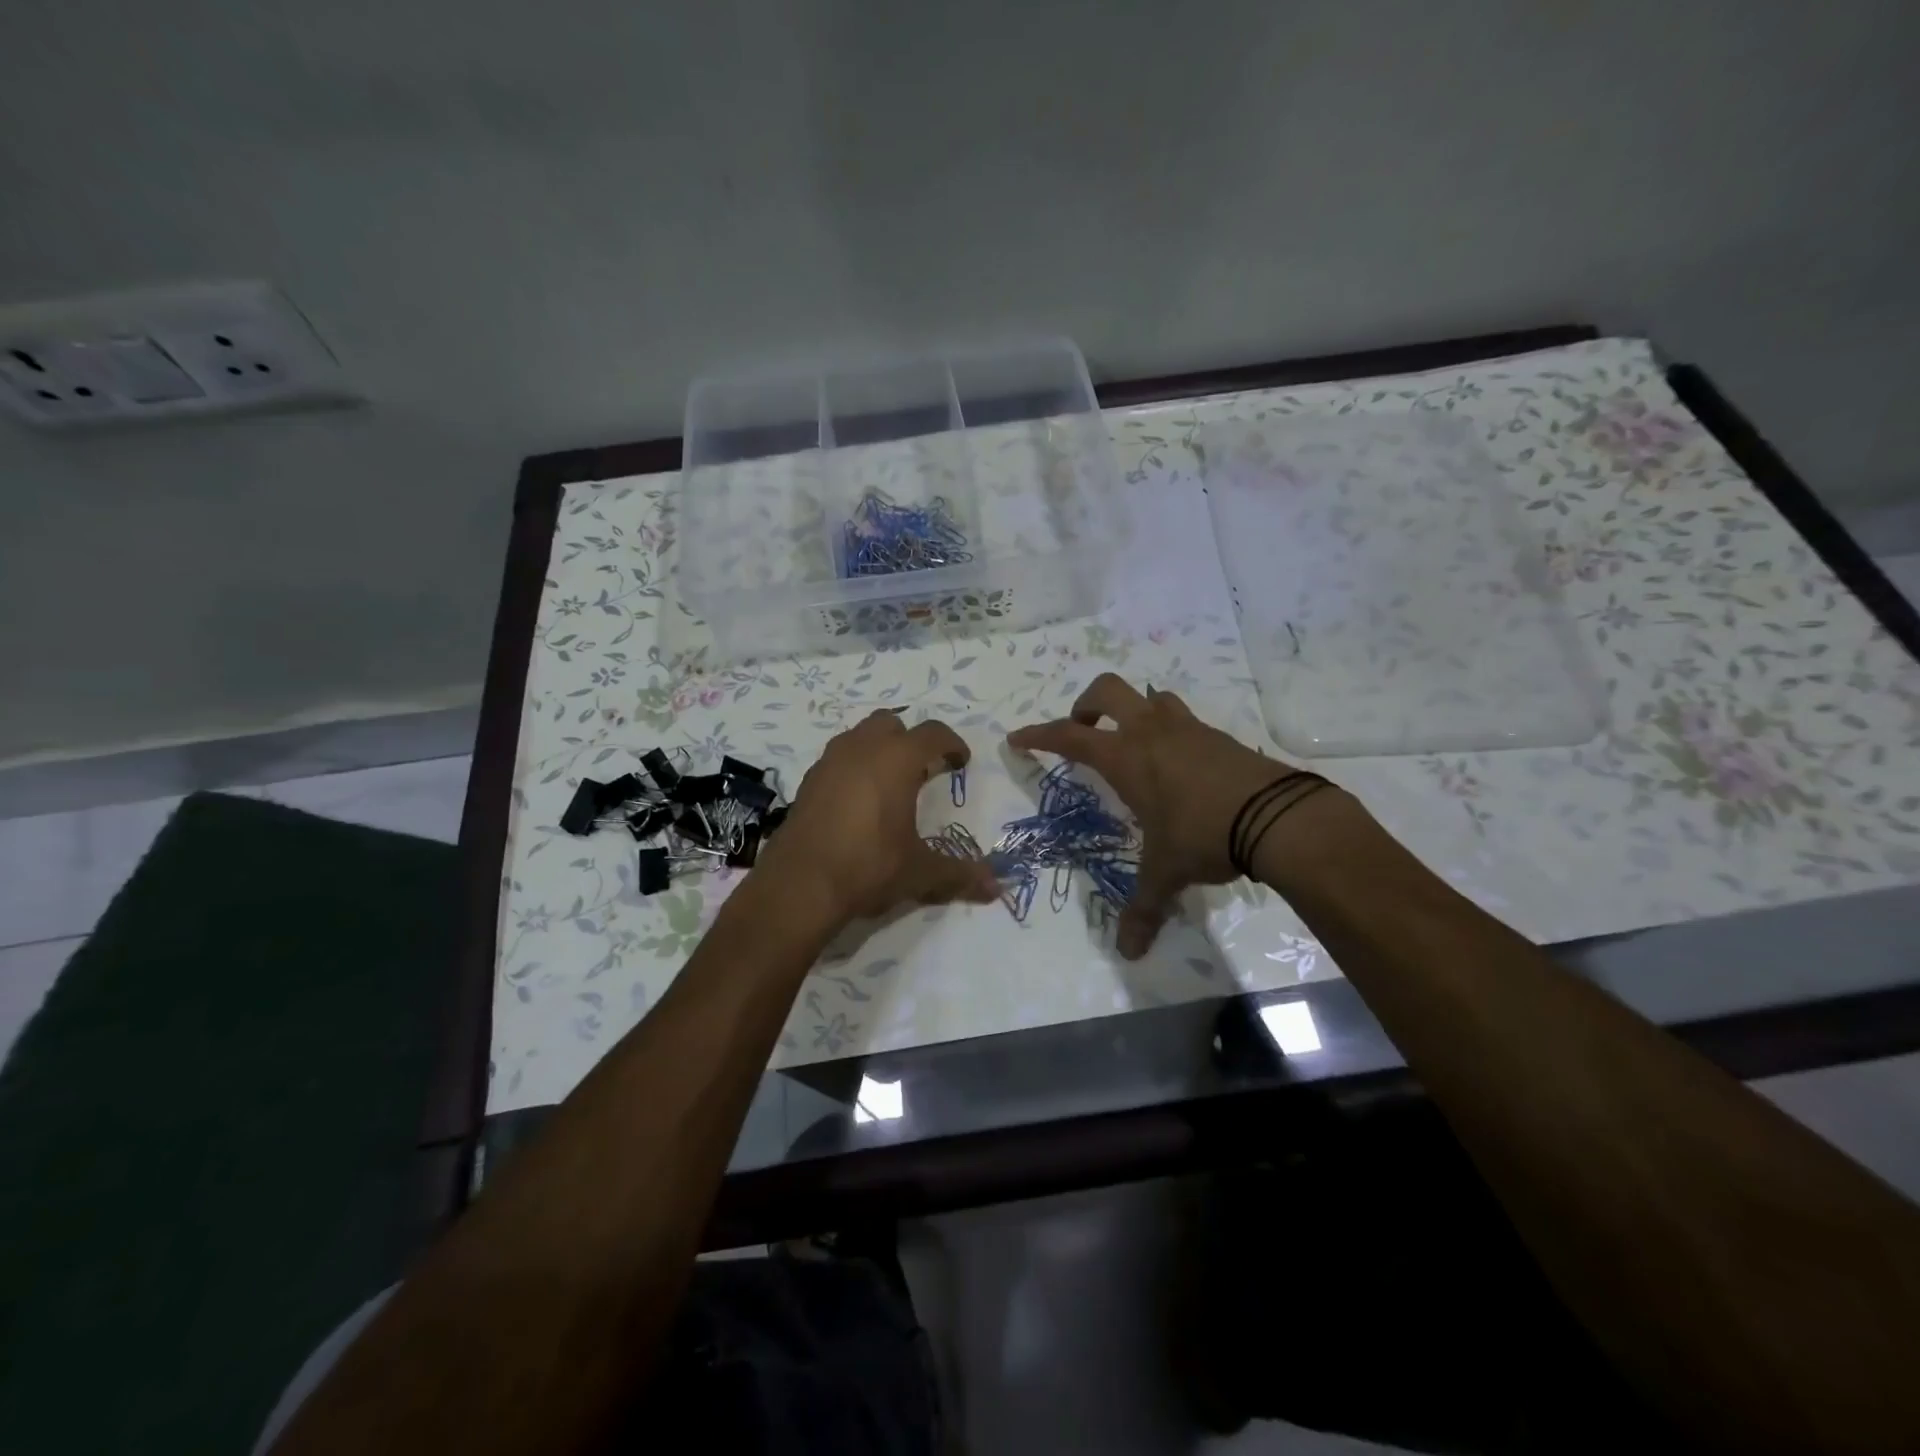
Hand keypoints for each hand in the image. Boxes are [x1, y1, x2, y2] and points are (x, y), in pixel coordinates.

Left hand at [756, 710, 999, 926]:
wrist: (800, 885)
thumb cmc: (868, 866)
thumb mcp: (919, 872)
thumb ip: (959, 874)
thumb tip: (996, 888)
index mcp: (896, 759)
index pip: (932, 734)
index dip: (951, 744)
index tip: (960, 762)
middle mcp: (861, 749)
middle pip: (891, 723)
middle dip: (910, 740)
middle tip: (922, 770)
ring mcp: (829, 762)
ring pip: (858, 736)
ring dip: (878, 750)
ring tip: (889, 784)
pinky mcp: (807, 782)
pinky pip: (836, 760)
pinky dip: (852, 769)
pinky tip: (857, 803)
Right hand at [1008, 674, 1333, 958]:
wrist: (1278, 816)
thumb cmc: (1203, 836)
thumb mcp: (1166, 873)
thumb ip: (1143, 908)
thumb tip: (1128, 952)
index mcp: (1125, 757)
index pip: (1068, 737)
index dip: (1038, 736)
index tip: (1018, 738)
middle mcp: (1151, 732)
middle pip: (1107, 690)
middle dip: (1085, 705)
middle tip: (1083, 732)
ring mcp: (1188, 728)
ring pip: (1151, 697)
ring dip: (1134, 711)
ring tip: (1133, 744)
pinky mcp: (1220, 736)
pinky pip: (1184, 719)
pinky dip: (1171, 732)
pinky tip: (1179, 766)